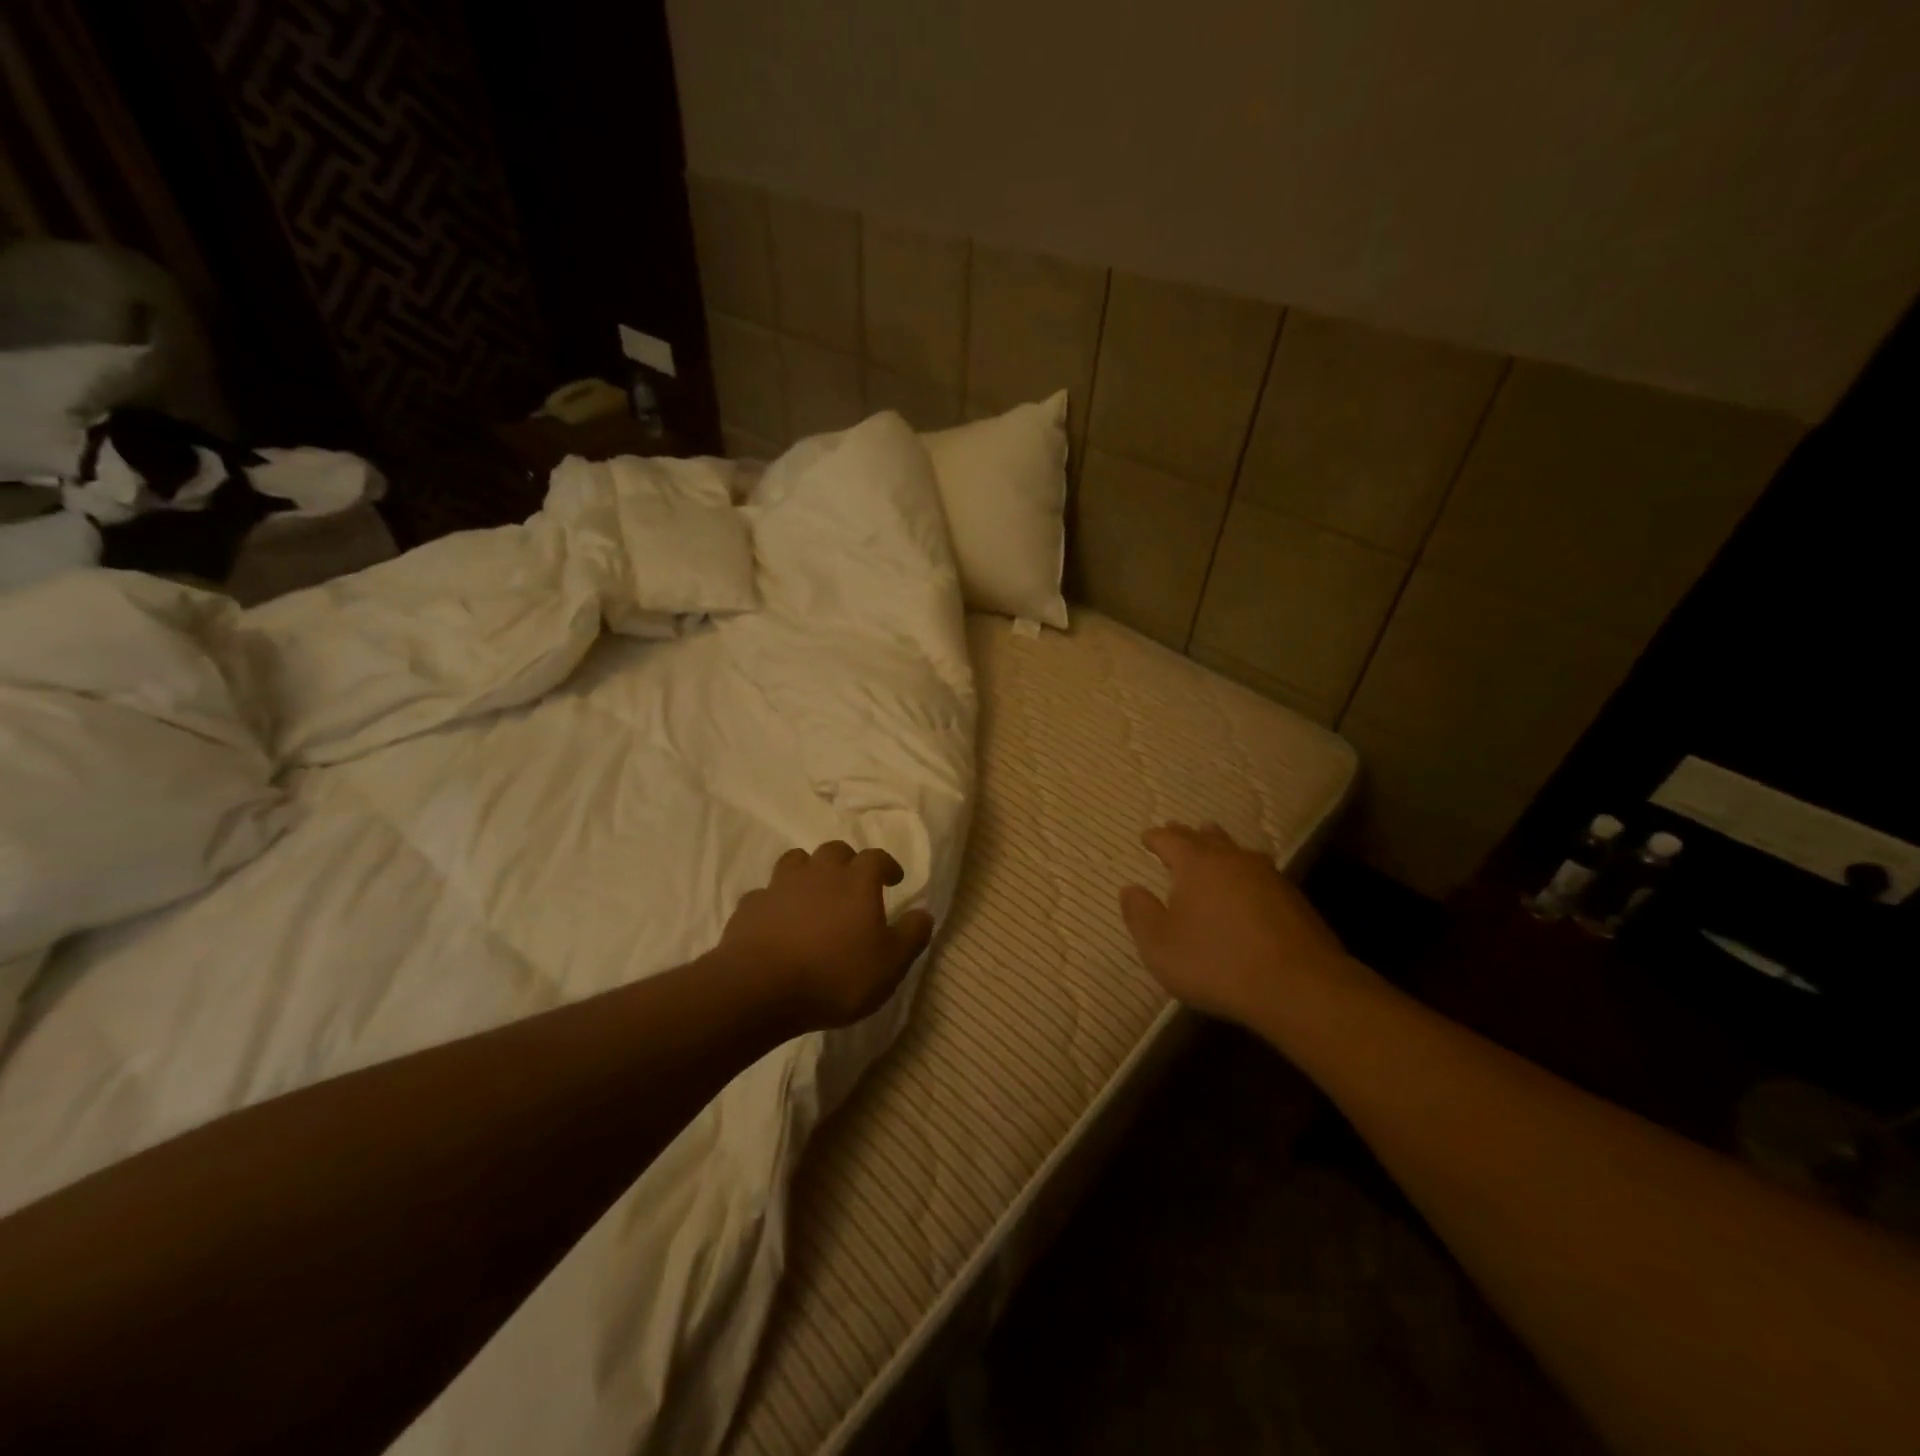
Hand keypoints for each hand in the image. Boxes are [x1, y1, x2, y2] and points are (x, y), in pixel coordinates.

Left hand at [719, 841, 934, 1030]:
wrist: (760, 988)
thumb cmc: (835, 975)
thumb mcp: (890, 964)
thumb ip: (911, 936)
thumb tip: (925, 913)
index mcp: (856, 882)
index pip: (876, 858)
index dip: (887, 864)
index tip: (894, 878)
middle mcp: (818, 873)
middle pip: (835, 851)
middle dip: (847, 862)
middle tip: (853, 882)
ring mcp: (780, 886)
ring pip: (796, 861)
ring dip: (808, 871)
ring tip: (814, 892)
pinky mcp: (750, 907)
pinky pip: (765, 894)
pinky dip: (775, 902)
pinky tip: (777, 920)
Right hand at [1120, 823, 1354, 1025]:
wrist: (1299, 986)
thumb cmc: (1216, 962)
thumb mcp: (1160, 946)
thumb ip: (1140, 914)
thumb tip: (1131, 889)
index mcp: (1196, 864)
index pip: (1171, 839)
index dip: (1156, 838)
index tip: (1146, 838)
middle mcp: (1233, 860)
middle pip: (1208, 838)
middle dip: (1189, 836)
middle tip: (1178, 834)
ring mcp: (1269, 877)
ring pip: (1239, 852)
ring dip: (1223, 850)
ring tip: (1215, 853)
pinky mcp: (1295, 901)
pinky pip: (1261, 876)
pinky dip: (1246, 877)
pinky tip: (1248, 891)